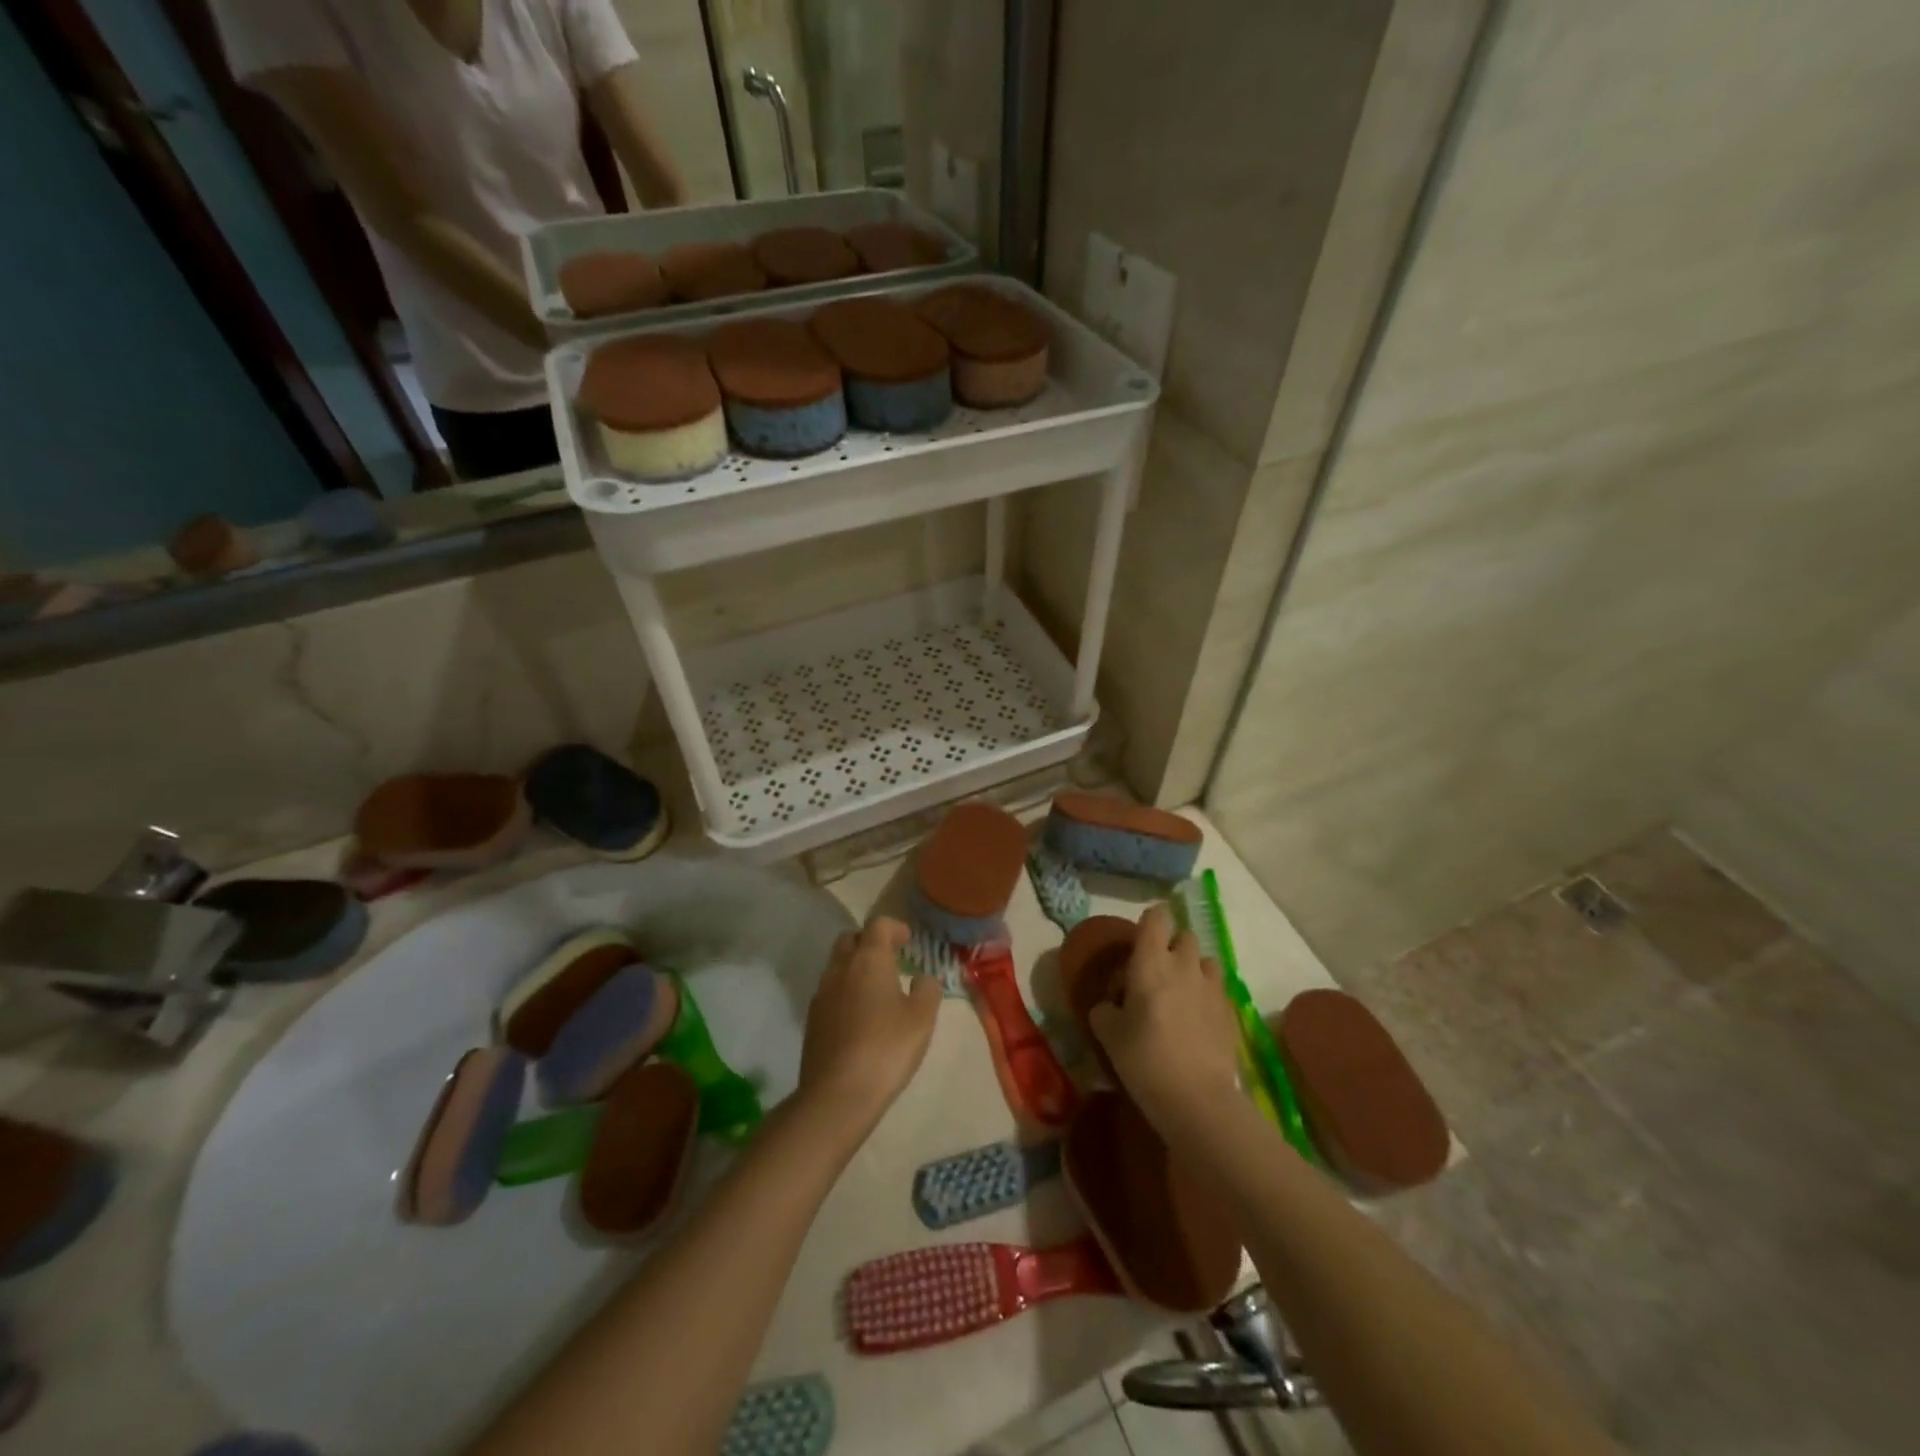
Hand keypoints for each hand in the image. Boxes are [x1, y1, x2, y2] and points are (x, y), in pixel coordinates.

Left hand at [798, 917, 941, 1130]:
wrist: (837, 1094)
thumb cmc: (887, 1048)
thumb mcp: (922, 1018)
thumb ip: (927, 990)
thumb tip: (922, 978)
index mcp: (868, 959)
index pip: (878, 924)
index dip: (894, 927)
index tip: (907, 940)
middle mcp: (840, 968)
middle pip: (850, 939)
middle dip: (869, 942)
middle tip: (890, 959)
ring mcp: (821, 994)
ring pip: (837, 965)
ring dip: (855, 968)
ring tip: (877, 990)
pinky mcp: (812, 1020)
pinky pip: (830, 992)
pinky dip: (845, 992)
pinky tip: (860, 1016)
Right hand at [1089, 904, 1241, 1125]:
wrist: (1196, 1098)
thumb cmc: (1144, 1059)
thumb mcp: (1108, 1034)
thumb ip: (1105, 1010)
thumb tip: (1110, 1006)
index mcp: (1151, 961)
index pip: (1157, 917)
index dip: (1150, 923)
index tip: (1139, 942)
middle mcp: (1184, 965)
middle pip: (1184, 936)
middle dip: (1172, 947)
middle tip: (1156, 973)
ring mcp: (1212, 987)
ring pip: (1205, 961)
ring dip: (1194, 969)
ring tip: (1181, 995)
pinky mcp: (1230, 1011)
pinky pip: (1217, 989)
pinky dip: (1207, 996)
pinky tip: (1197, 1021)